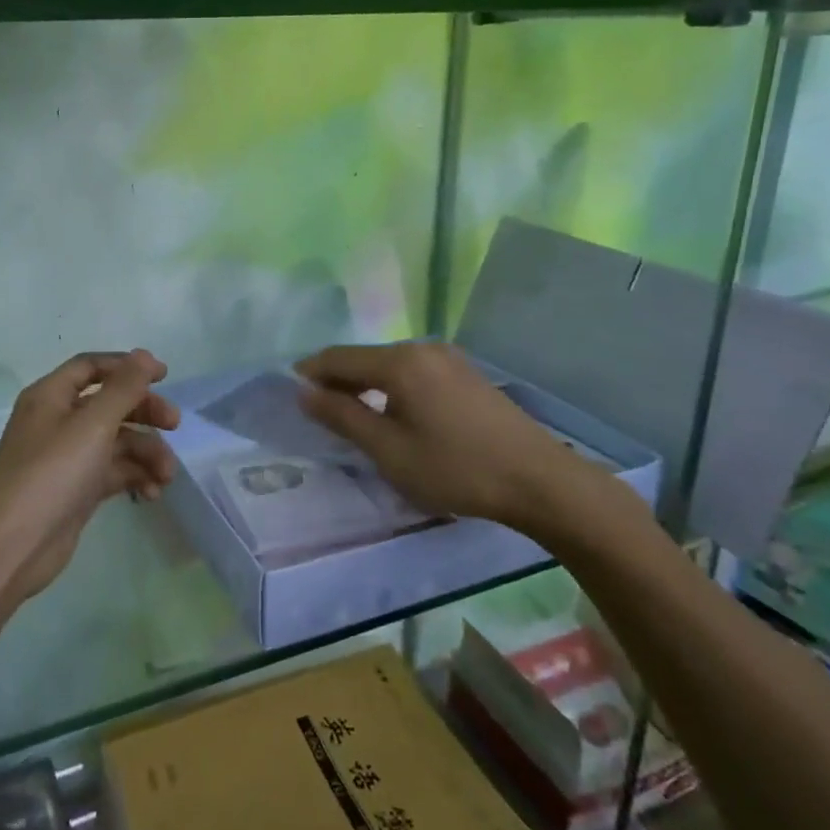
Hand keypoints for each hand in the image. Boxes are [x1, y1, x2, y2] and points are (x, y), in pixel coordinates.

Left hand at [0, 350, 180, 605]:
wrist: (14, 547)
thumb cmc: (52, 474)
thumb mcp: (93, 425)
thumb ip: (124, 388)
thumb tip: (144, 355)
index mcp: (50, 397)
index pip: (91, 367)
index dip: (127, 367)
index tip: (164, 376)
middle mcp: (56, 422)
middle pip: (109, 404)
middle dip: (144, 412)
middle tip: (175, 424)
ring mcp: (66, 458)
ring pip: (115, 441)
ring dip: (145, 452)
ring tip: (166, 476)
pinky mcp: (76, 490)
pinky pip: (112, 472)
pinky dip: (133, 477)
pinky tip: (152, 494)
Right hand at [295, 341, 620, 538]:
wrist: (539, 481)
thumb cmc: (455, 468)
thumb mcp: (389, 450)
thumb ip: (342, 417)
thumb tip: (304, 393)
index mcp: (399, 362)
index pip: (339, 357)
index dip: (310, 372)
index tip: (290, 391)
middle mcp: (422, 349)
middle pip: (365, 358)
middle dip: (338, 379)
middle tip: (319, 409)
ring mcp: (449, 359)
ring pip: (391, 365)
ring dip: (366, 385)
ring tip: (353, 415)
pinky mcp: (467, 375)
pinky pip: (414, 373)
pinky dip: (393, 388)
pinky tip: (395, 414)